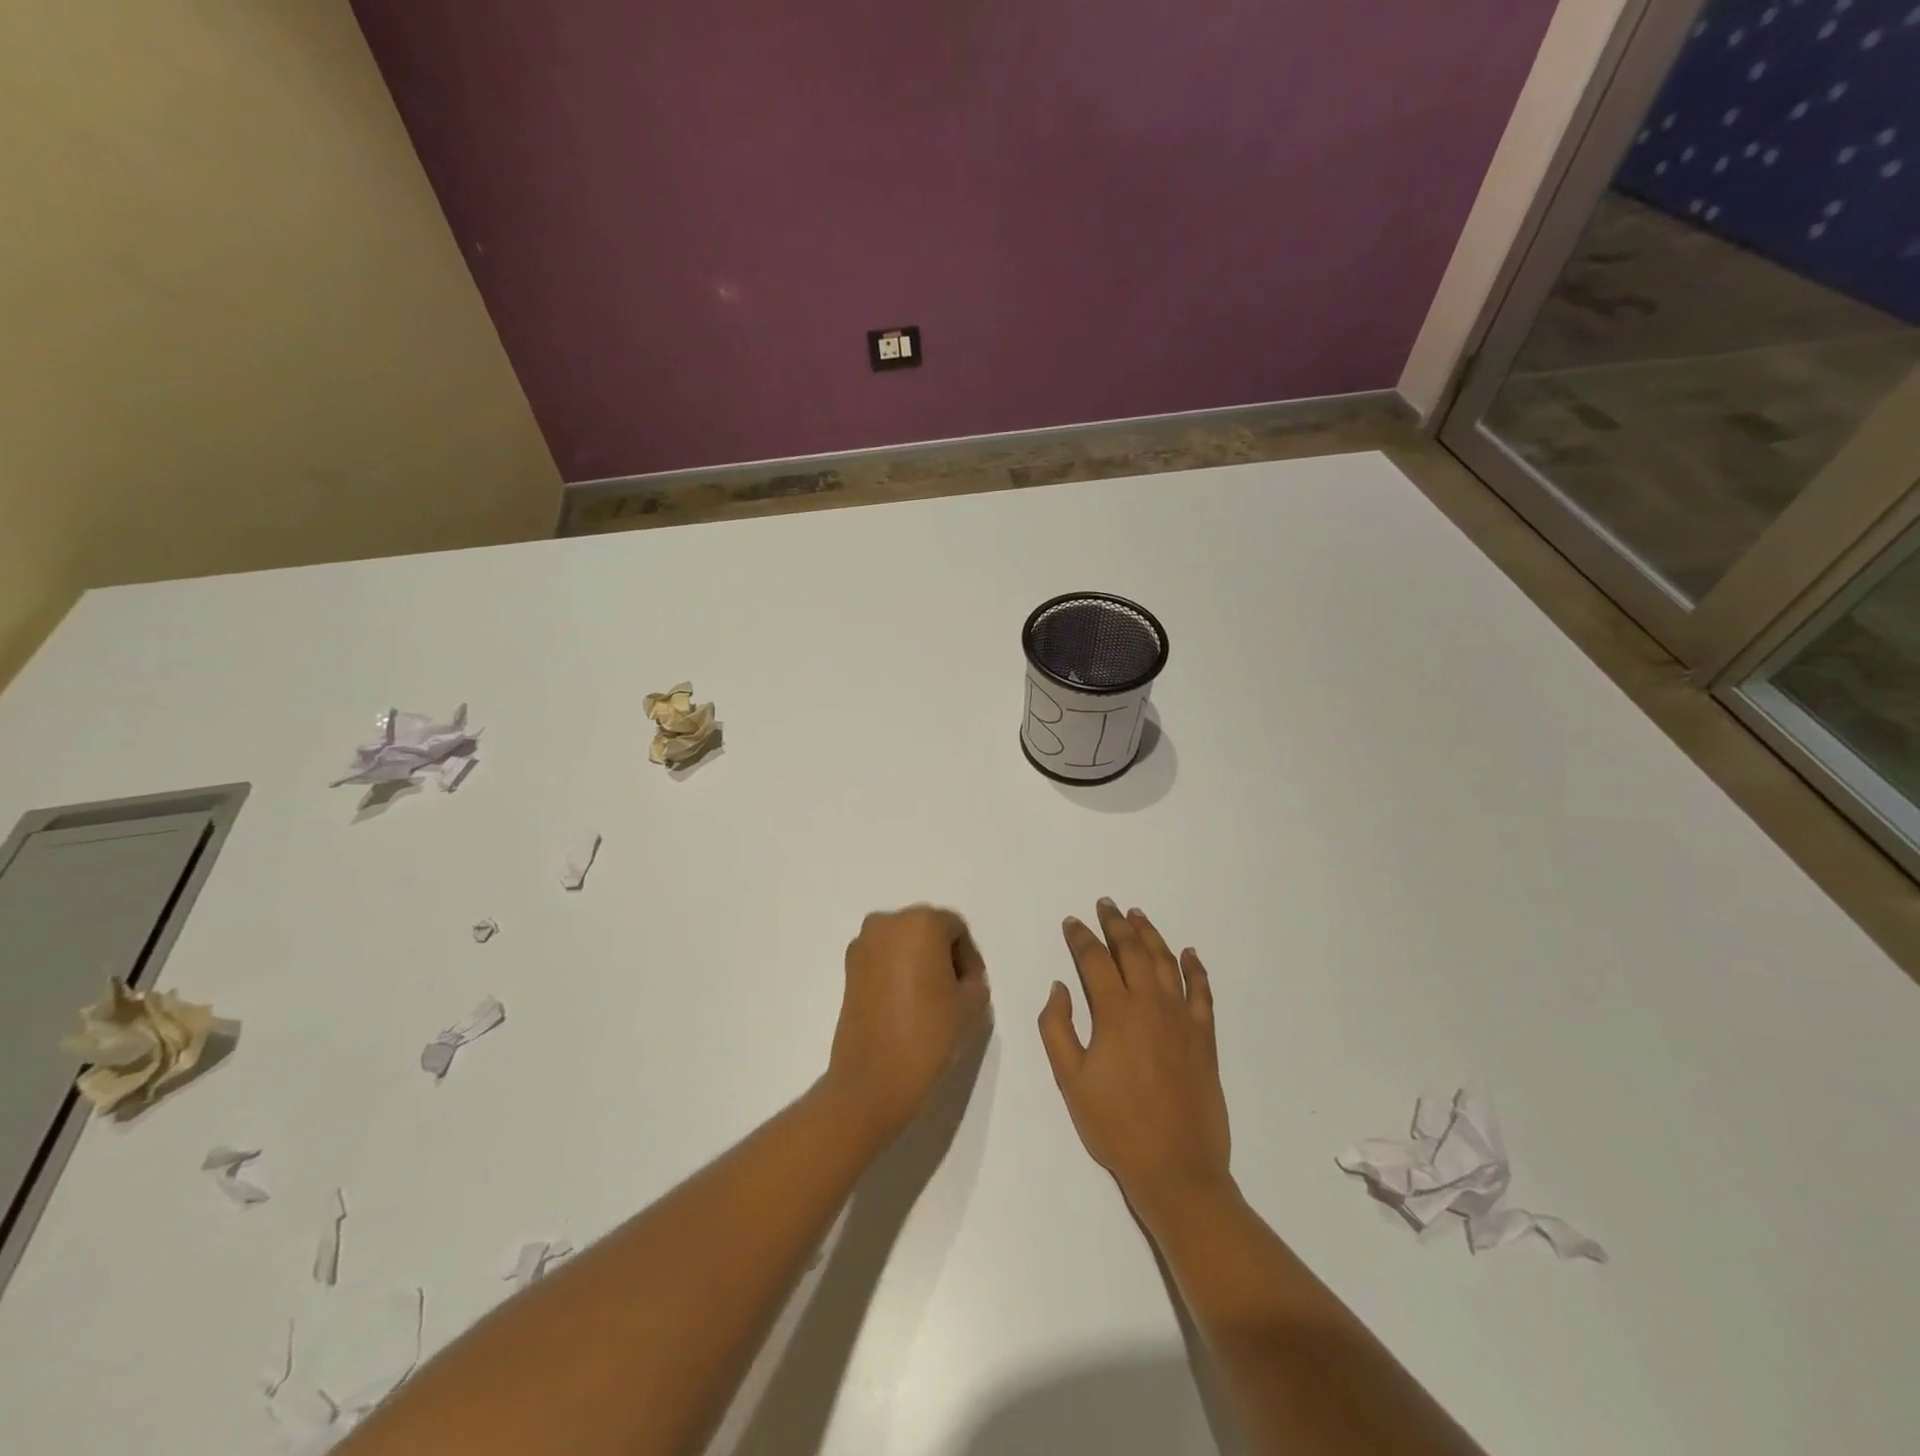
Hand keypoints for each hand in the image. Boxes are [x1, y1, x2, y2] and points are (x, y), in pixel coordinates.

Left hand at [825, 906, 990, 1142]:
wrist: (873, 1079)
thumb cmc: (928, 1034)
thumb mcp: (972, 1004)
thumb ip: (973, 978)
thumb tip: (959, 976)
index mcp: (920, 922)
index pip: (956, 929)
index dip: (969, 959)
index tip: (972, 989)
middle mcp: (887, 923)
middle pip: (927, 931)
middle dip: (943, 956)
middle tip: (954, 992)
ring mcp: (862, 945)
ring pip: (902, 944)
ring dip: (918, 963)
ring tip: (930, 1001)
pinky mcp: (847, 969)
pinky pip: (883, 960)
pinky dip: (896, 973)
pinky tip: (906, 1005)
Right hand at [1039, 900, 1231, 1218]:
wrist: (1176, 1168)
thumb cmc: (1115, 1125)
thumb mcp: (1070, 1080)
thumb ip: (1057, 1028)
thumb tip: (1059, 987)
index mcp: (1115, 1012)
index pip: (1094, 960)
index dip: (1081, 937)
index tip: (1072, 922)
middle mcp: (1150, 1004)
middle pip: (1132, 951)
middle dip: (1116, 924)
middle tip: (1106, 904)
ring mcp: (1182, 1019)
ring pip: (1166, 962)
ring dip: (1151, 935)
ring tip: (1138, 916)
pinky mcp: (1204, 1037)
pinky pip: (1202, 992)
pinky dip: (1195, 968)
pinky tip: (1189, 953)